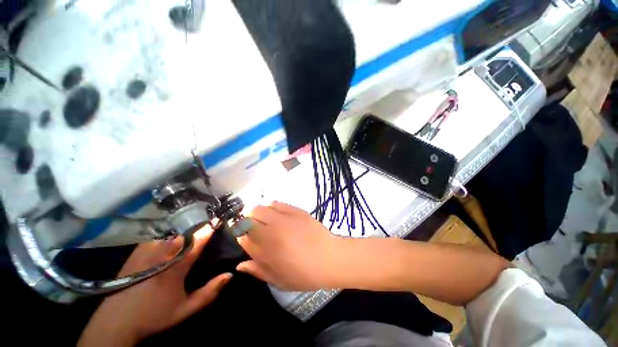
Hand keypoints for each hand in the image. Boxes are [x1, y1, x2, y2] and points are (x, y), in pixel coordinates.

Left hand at [78, 228, 231, 346]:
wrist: (116, 320)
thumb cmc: (154, 314)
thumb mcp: (185, 309)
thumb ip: (209, 292)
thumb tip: (230, 274)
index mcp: (176, 265)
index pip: (197, 241)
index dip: (209, 229)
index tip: (219, 220)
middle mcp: (162, 251)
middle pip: (186, 233)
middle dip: (199, 228)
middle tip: (208, 227)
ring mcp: (147, 249)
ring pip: (172, 232)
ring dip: (185, 230)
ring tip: (194, 231)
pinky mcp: (138, 250)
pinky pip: (160, 236)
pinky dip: (171, 234)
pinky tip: (174, 239)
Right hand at [236, 202, 344, 290]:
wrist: (329, 258)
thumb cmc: (304, 274)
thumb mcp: (279, 280)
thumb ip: (258, 271)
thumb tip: (240, 265)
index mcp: (265, 253)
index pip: (242, 238)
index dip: (241, 236)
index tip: (245, 237)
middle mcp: (271, 233)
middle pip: (247, 219)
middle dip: (245, 221)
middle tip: (252, 226)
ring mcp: (283, 219)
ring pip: (259, 208)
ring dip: (256, 212)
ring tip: (263, 218)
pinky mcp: (294, 211)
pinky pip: (276, 203)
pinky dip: (270, 206)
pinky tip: (275, 212)